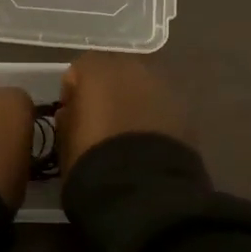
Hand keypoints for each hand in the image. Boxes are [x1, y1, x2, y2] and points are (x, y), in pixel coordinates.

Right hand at [57, 54, 190, 173]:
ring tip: (129, 131)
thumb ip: (68, 117)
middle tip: (103, 120)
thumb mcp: (65, 140)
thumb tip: (73, 113)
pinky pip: (162, 104)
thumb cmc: (92, 158)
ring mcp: (162, 83)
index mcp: (95, 68)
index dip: (73, 96)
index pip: (77, 73)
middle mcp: (130, 65)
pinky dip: (155, 115)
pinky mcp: (185, 106)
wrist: (142, 185)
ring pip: (141, 85)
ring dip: (134, 101)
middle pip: (114, 72)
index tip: (71, 118)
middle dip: (107, 91)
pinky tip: (149, 140)